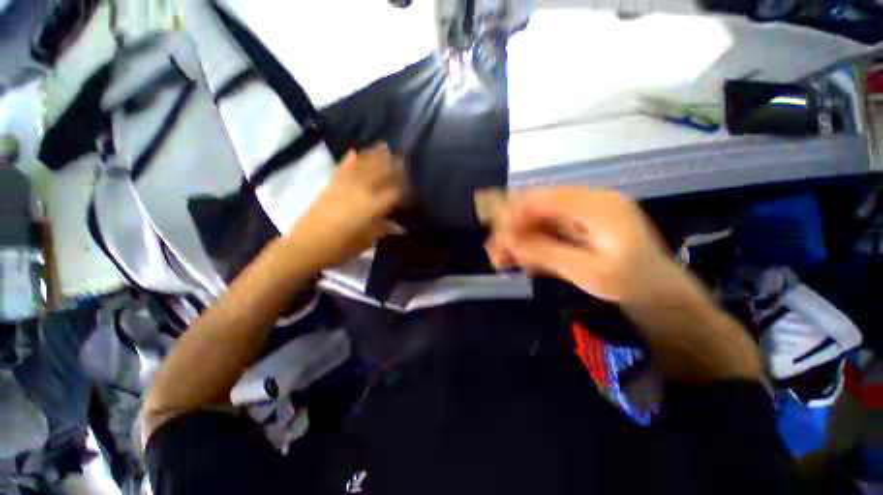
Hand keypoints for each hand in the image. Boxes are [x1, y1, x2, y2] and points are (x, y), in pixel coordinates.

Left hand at [286, 144, 404, 269]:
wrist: (306, 245)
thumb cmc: (340, 248)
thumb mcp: (367, 240)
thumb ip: (384, 229)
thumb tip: (400, 227)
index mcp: (372, 206)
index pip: (395, 192)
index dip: (406, 189)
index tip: (414, 188)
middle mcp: (361, 190)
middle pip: (381, 172)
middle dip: (395, 165)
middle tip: (405, 160)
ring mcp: (345, 184)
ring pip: (364, 165)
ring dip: (376, 156)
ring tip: (387, 147)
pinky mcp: (331, 184)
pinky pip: (343, 167)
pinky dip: (351, 158)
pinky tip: (356, 151)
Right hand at [485, 188, 679, 305]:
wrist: (663, 299)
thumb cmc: (635, 285)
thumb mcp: (589, 272)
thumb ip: (545, 253)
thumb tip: (507, 241)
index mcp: (597, 205)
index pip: (543, 198)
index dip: (514, 213)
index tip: (496, 237)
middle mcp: (587, 203)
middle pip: (538, 207)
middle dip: (512, 229)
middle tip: (494, 252)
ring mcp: (582, 217)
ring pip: (538, 221)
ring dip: (518, 239)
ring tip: (500, 259)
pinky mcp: (579, 230)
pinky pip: (547, 232)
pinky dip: (530, 246)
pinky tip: (517, 260)